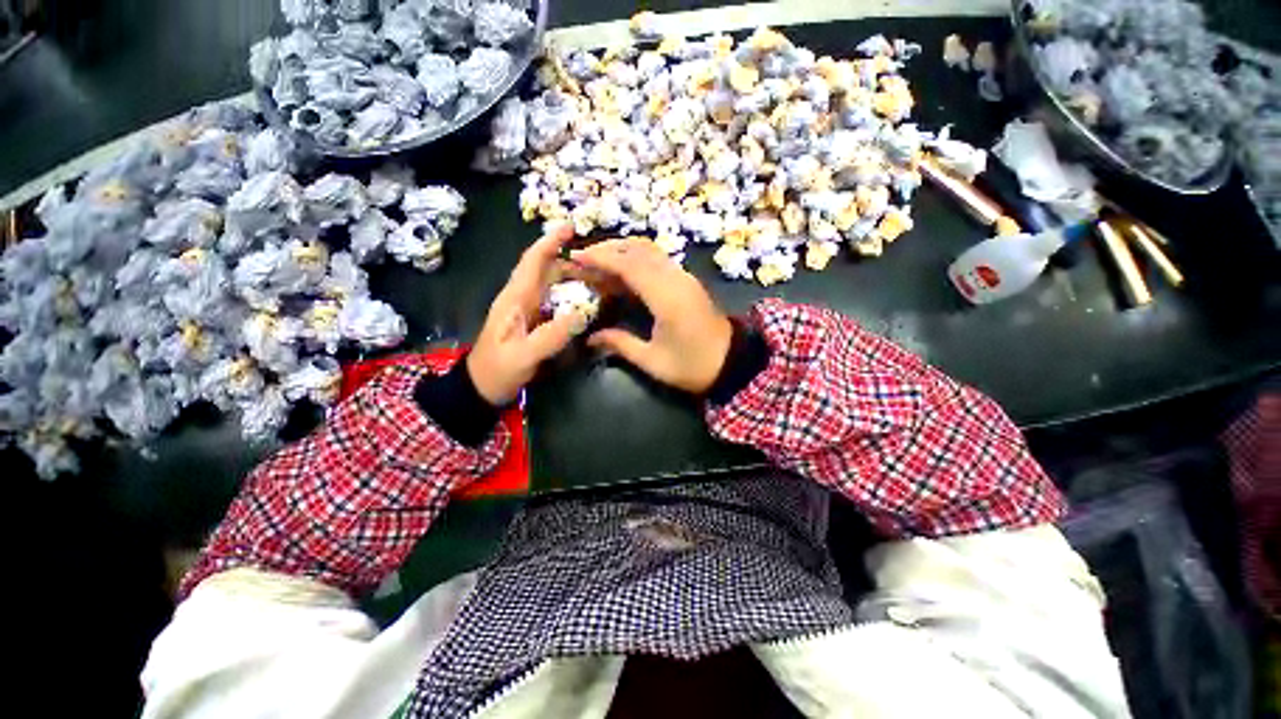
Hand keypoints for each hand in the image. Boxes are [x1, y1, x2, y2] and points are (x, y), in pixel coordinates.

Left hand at [467, 224, 586, 404]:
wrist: (482, 388)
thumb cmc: (498, 370)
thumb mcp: (523, 356)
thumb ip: (550, 337)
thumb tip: (581, 314)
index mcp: (515, 298)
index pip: (533, 261)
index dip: (550, 242)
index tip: (571, 227)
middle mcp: (521, 297)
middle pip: (546, 268)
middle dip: (571, 260)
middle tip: (600, 263)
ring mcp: (527, 309)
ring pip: (551, 283)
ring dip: (573, 276)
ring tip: (599, 279)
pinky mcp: (533, 320)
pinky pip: (554, 299)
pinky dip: (571, 294)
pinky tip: (586, 300)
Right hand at [572, 237, 732, 393]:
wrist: (732, 362)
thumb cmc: (693, 366)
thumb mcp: (653, 361)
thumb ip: (621, 345)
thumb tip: (591, 339)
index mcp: (667, 298)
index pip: (629, 265)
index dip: (601, 258)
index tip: (576, 258)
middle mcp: (676, 279)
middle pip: (638, 249)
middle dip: (607, 249)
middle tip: (582, 260)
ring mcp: (684, 277)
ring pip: (649, 250)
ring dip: (622, 251)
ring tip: (598, 263)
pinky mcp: (687, 281)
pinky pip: (658, 260)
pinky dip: (635, 259)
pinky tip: (622, 273)